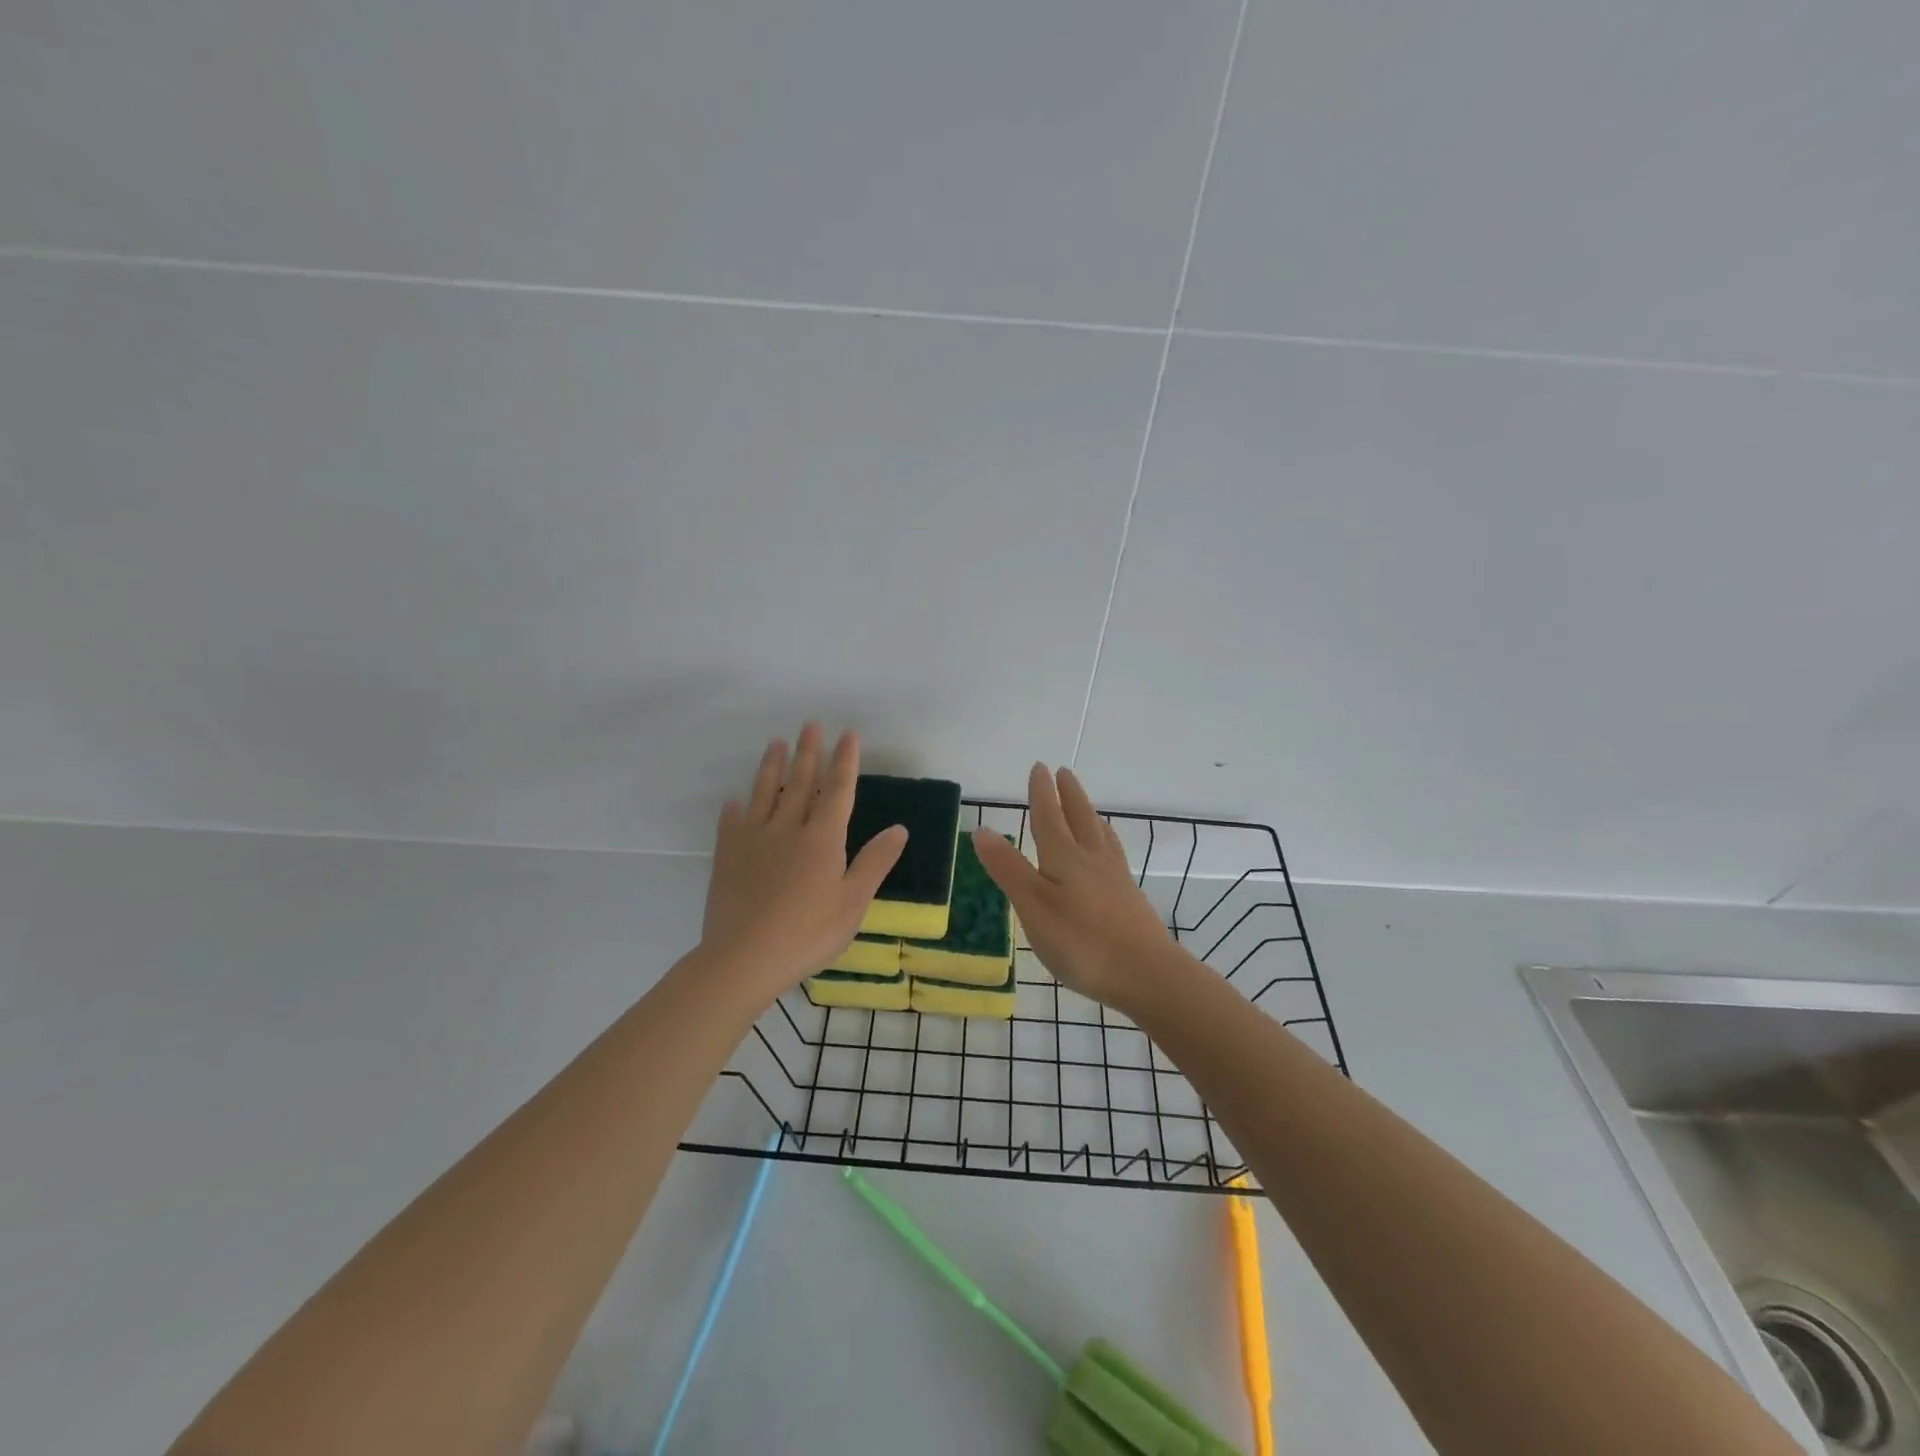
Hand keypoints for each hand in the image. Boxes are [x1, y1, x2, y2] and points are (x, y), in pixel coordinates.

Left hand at [700, 722, 908, 997]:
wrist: (744, 957)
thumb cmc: (808, 933)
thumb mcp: (852, 902)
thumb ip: (874, 862)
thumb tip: (900, 828)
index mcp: (822, 838)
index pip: (838, 790)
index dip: (845, 761)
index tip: (848, 734)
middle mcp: (788, 828)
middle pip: (800, 782)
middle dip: (809, 752)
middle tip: (810, 724)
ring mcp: (754, 839)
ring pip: (764, 793)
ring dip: (771, 766)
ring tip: (775, 743)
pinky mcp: (727, 856)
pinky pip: (731, 823)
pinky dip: (734, 808)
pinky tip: (734, 800)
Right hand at [971, 764, 1172, 1011]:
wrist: (1147, 974)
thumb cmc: (1081, 942)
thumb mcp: (1033, 906)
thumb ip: (1008, 869)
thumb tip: (982, 829)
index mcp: (1064, 858)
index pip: (1049, 817)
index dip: (1041, 793)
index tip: (1040, 767)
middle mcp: (1092, 860)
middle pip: (1079, 819)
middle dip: (1069, 795)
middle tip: (1064, 772)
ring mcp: (1115, 879)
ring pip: (1100, 836)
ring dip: (1089, 815)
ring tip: (1087, 806)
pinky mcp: (1129, 899)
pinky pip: (1114, 855)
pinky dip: (1106, 842)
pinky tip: (1109, 855)